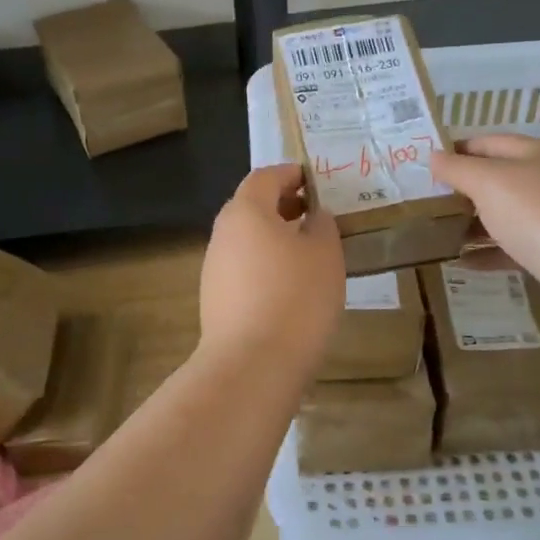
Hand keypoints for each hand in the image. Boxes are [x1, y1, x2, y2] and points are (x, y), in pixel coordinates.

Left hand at [199, 163, 344, 370]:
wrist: (251, 365)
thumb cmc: (296, 297)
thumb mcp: (325, 254)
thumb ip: (321, 225)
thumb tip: (313, 216)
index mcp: (246, 211)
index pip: (265, 177)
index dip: (290, 174)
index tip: (314, 182)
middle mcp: (223, 234)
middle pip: (251, 207)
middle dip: (282, 206)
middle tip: (314, 215)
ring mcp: (214, 268)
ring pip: (246, 240)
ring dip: (274, 238)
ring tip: (307, 253)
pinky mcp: (215, 300)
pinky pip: (243, 269)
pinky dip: (265, 265)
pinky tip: (289, 287)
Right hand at [430, 135, 539, 332]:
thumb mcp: (491, 183)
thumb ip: (458, 169)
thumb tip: (433, 156)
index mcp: (539, 153)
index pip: (488, 143)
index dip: (455, 151)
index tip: (421, 166)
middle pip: (497, 179)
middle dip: (460, 190)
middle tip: (422, 202)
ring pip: (504, 215)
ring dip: (471, 223)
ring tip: (435, 233)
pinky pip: (513, 248)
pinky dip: (487, 253)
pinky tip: (462, 262)